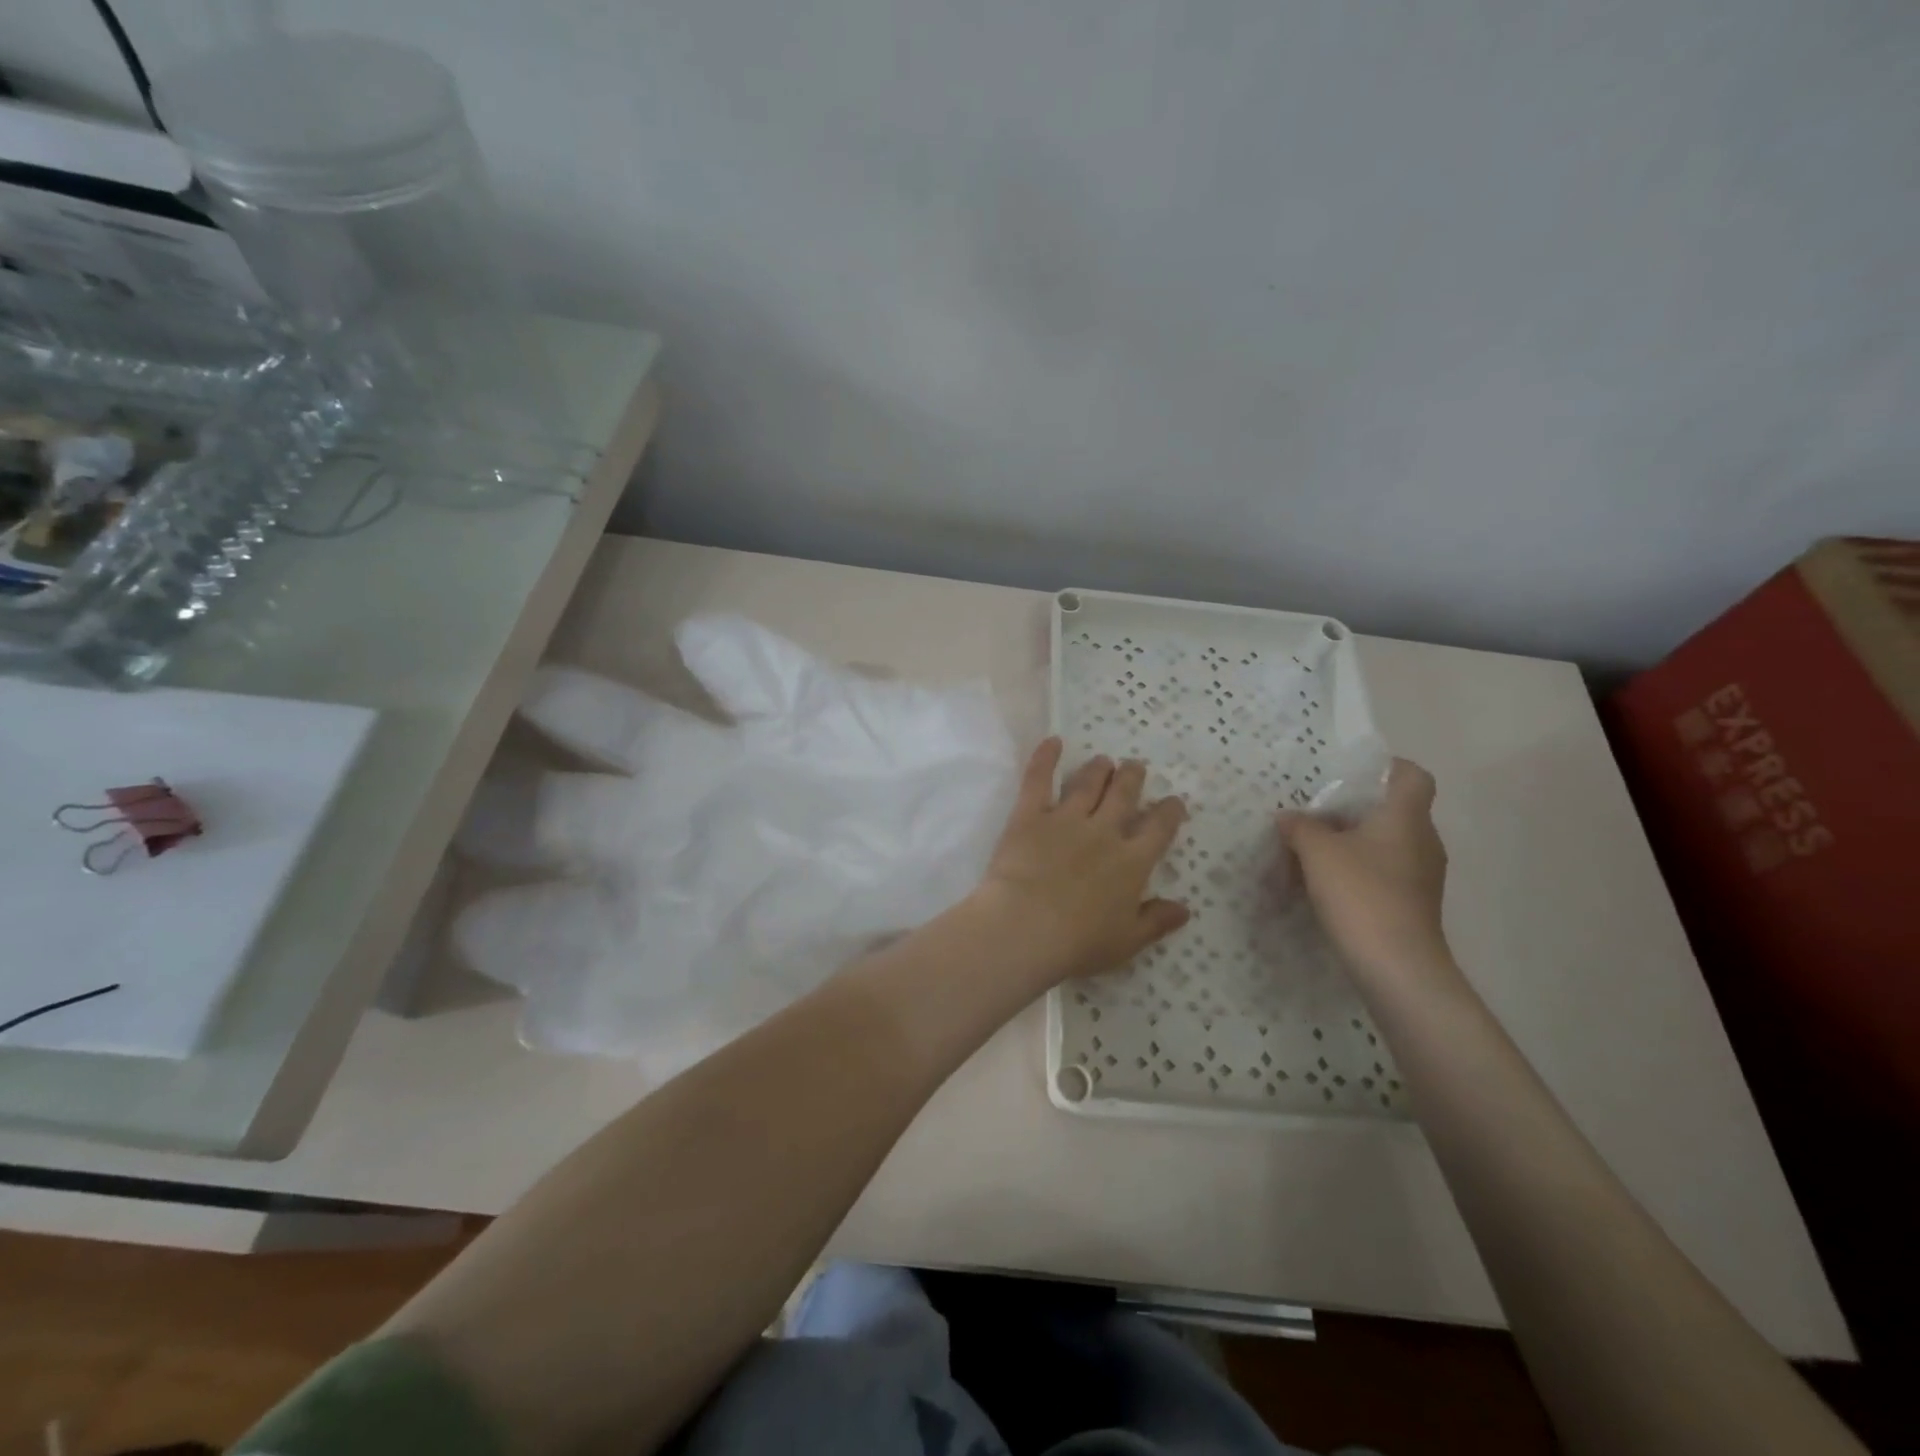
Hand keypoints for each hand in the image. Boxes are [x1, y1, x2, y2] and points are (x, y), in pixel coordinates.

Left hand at [971, 738, 1190, 988]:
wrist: (1026, 927)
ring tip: (1104, 760)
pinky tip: (1052, 741)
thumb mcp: (1127, 941)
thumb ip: (1156, 921)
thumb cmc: (1078, 942)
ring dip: (1099, 769)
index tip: (1173, 802)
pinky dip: (1045, 758)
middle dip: (1133, 778)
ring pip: (1088, 784)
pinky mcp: (1030, 815)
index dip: (1169, 812)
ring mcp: (1066, 819)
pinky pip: (1039, 779)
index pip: (1158, 829)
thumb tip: (1185, 908)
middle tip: (1136, 767)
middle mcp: (1103, 832)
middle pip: (1124, 796)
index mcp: (1131, 862)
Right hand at [1277, 758, 1454, 985]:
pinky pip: (1384, 871)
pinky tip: (1326, 883)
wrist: (1396, 965)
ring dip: (1353, 842)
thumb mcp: (1317, 853)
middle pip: (1393, 809)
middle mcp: (1422, 840)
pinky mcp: (1413, 903)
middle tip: (1314, 811)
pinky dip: (1358, 869)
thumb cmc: (1361, 894)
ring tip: (1312, 848)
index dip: (1385, 768)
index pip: (1411, 775)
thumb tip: (1289, 817)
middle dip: (1354, 808)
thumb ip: (1300, 827)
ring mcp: (1422, 875)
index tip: (1350, 773)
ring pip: (1386, 842)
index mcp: (1406, 817)